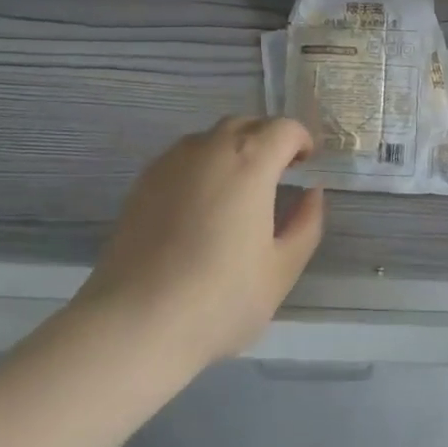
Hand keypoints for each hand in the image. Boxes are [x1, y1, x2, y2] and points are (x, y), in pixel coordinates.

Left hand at [78, 117, 324, 368]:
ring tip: (237, 190)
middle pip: (248, 124)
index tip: (305, 166)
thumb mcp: (281, 270)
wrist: (135, 323)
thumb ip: (306, 224)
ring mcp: (172, 160)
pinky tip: (200, 206)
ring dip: (234, 149)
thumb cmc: (220, 299)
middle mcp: (211, 147)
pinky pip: (184, 157)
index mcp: (251, 161)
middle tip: (277, 176)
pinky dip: (203, 165)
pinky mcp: (144, 180)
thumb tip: (311, 194)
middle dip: (268, 140)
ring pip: (213, 137)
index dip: (301, 141)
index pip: (285, 128)